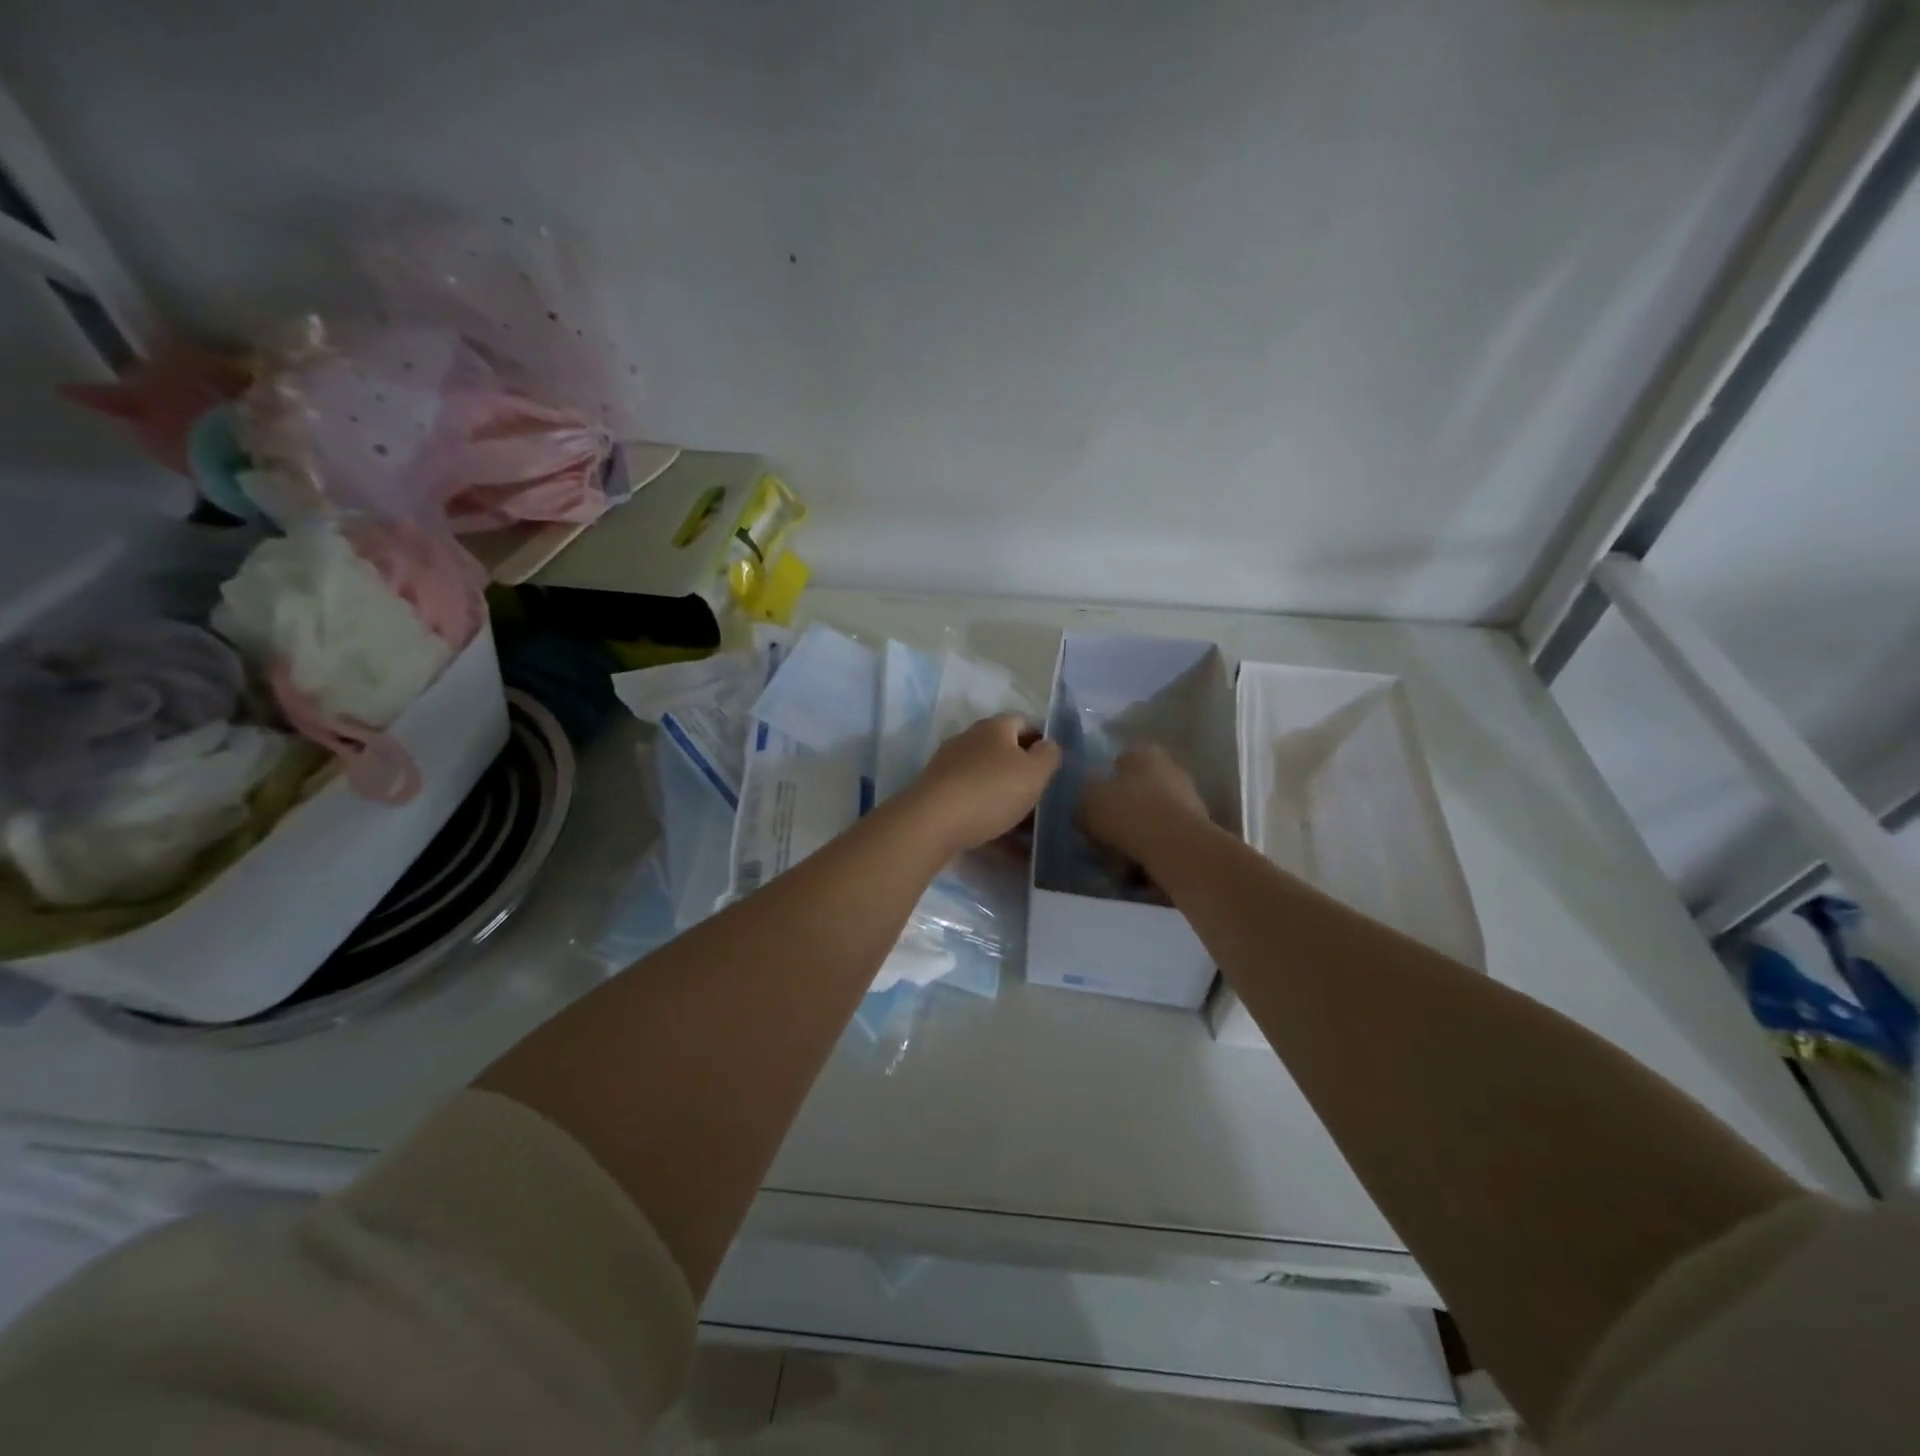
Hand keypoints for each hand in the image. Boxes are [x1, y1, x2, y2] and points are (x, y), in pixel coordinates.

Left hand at [904, 714, 1061, 852]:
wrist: (932, 823)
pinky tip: (1008, 849)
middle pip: (1003, 753)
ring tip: (1029, 831)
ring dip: (1008, 802)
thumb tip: (1047, 746)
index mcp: (993, 728)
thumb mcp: (1034, 771)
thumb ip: (1049, 756)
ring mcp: (949, 769)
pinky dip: (992, 822)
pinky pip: (973, 806)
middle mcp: (968, 741)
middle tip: (1042, 799)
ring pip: (988, 782)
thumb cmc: (990, 790)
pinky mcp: (938, 796)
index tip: (1053, 766)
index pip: (1022, 722)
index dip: (1041, 740)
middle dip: (1023, 775)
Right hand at [1078, 744, 1211, 864]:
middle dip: (1123, 809)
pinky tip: (1138, 866)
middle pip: (1138, 789)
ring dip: (1137, 832)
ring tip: (1118, 857)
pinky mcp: (1199, 827)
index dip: (1104, 783)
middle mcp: (1170, 768)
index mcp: (1143, 752)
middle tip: (1104, 832)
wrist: (1176, 846)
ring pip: (1152, 814)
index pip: (1119, 761)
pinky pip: (1166, 836)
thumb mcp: (1087, 801)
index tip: (1093, 805)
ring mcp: (1189, 797)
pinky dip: (1153, 848)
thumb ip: (1084, 795)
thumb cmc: (1127, 812)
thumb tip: (1088, 797)